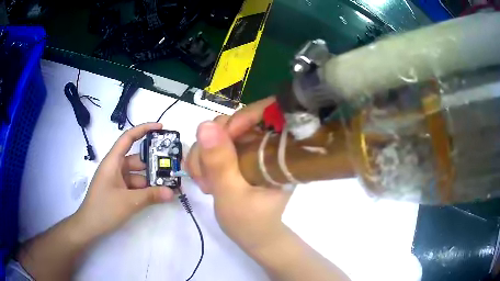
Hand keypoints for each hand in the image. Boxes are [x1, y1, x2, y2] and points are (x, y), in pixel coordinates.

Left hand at [74, 123, 174, 238]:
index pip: (128, 138)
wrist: (89, 226)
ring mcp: (116, 180)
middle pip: (136, 159)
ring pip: (137, 174)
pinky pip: (134, 185)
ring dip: (151, 180)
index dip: (144, 129)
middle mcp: (115, 167)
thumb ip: (151, 196)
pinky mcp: (118, 190)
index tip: (161, 128)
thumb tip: (172, 192)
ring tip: (169, 185)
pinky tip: (157, 195)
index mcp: (113, 162)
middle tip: (172, 167)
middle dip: (153, 163)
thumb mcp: (128, 202)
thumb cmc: (104, 209)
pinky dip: (145, 189)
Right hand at [186, 97, 293, 254]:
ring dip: (202, 156)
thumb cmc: (250, 222)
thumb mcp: (232, 194)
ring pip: (217, 133)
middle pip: (234, 121)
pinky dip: (201, 160)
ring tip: (205, 184)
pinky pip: (211, 145)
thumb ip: (219, 162)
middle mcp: (265, 143)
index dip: (242, 117)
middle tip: (206, 176)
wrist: (252, 236)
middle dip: (212, 145)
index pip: (267, 113)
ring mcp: (249, 148)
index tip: (220, 139)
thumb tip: (205, 124)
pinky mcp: (236, 155)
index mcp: (280, 150)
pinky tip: (204, 180)